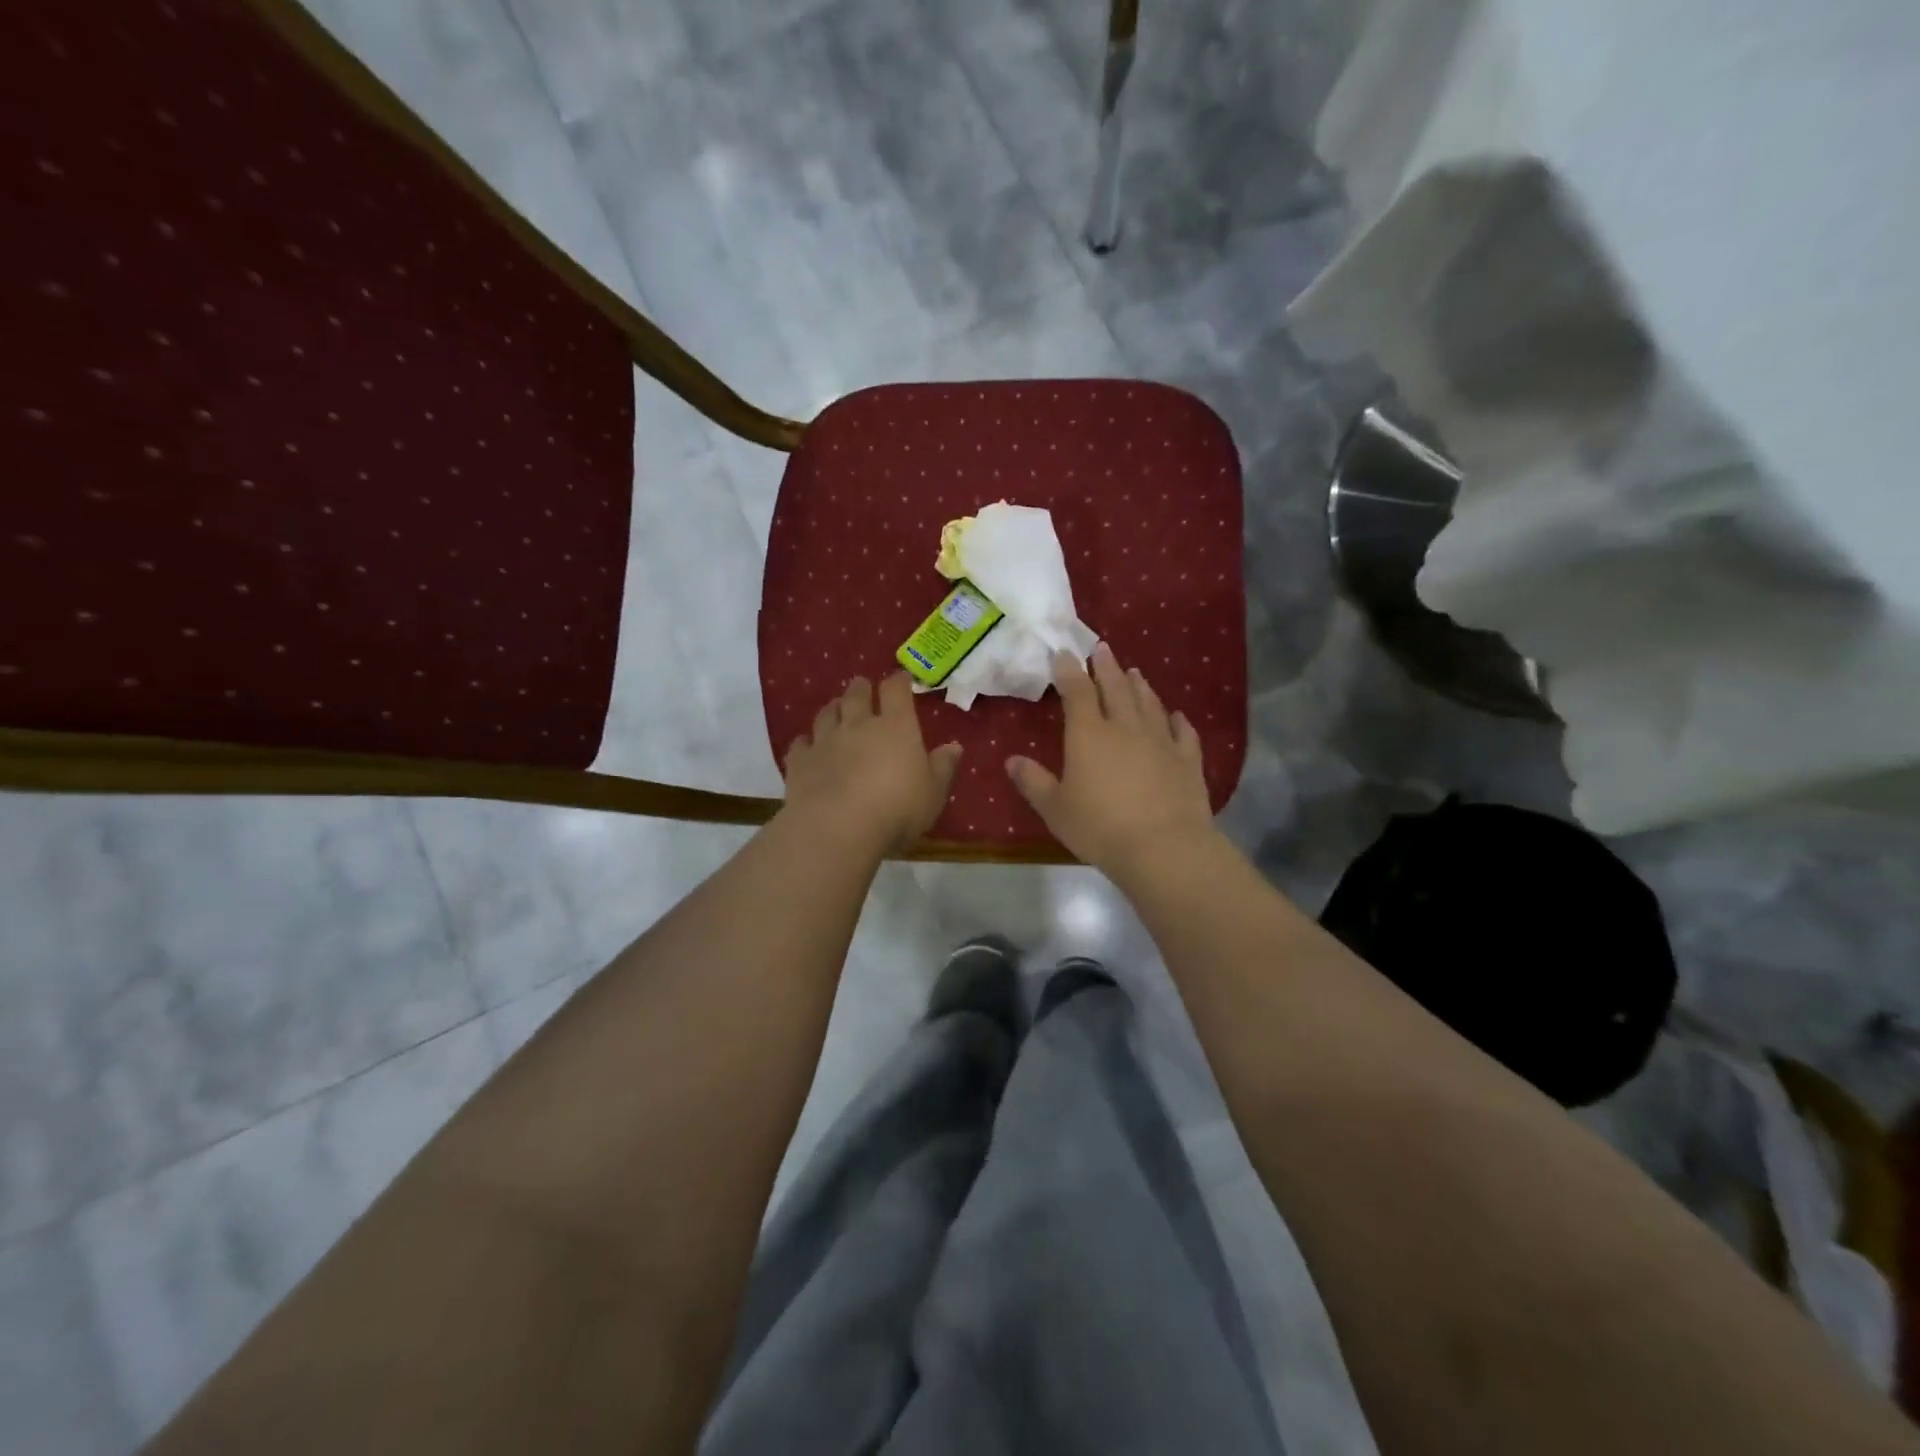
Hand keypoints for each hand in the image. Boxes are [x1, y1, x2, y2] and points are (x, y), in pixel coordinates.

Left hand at [782, 673, 962, 854]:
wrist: (838, 829)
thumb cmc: (897, 810)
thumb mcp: (933, 794)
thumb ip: (943, 768)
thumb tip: (954, 746)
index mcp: (896, 727)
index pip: (895, 690)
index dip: (898, 681)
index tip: (901, 680)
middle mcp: (858, 725)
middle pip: (856, 694)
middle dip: (860, 688)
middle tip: (862, 689)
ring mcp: (825, 741)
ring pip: (826, 714)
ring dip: (833, 709)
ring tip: (836, 711)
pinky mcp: (800, 762)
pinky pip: (801, 743)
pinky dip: (806, 742)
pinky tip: (808, 747)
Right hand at [1006, 644, 1215, 871]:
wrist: (1163, 847)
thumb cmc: (1100, 828)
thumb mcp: (1055, 809)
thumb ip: (1033, 782)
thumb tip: (1012, 760)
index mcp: (1089, 735)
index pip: (1077, 693)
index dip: (1070, 671)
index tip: (1065, 653)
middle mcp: (1125, 729)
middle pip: (1116, 689)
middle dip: (1107, 668)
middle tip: (1103, 648)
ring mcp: (1161, 742)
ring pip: (1149, 705)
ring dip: (1140, 687)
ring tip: (1135, 672)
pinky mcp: (1187, 761)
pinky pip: (1183, 733)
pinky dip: (1178, 721)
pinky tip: (1177, 716)